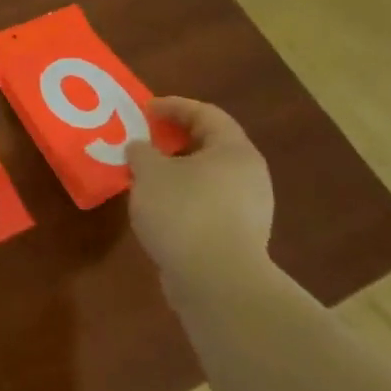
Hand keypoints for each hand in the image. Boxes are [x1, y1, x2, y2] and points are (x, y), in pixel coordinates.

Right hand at [127, 97, 273, 289]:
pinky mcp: (240, 238)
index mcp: (234, 151)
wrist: (217, 283)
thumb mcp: (149, 173)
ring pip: (209, 177)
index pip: (206, 114)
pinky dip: (184, 198)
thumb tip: (140, 149)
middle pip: (211, 145)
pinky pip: (208, 204)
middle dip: (175, 140)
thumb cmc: (184, 212)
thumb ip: (141, 152)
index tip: (145, 109)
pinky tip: (159, 208)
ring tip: (145, 176)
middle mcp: (249, 175)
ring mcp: (249, 209)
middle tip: (145, 140)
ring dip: (177, 171)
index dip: (174, 106)